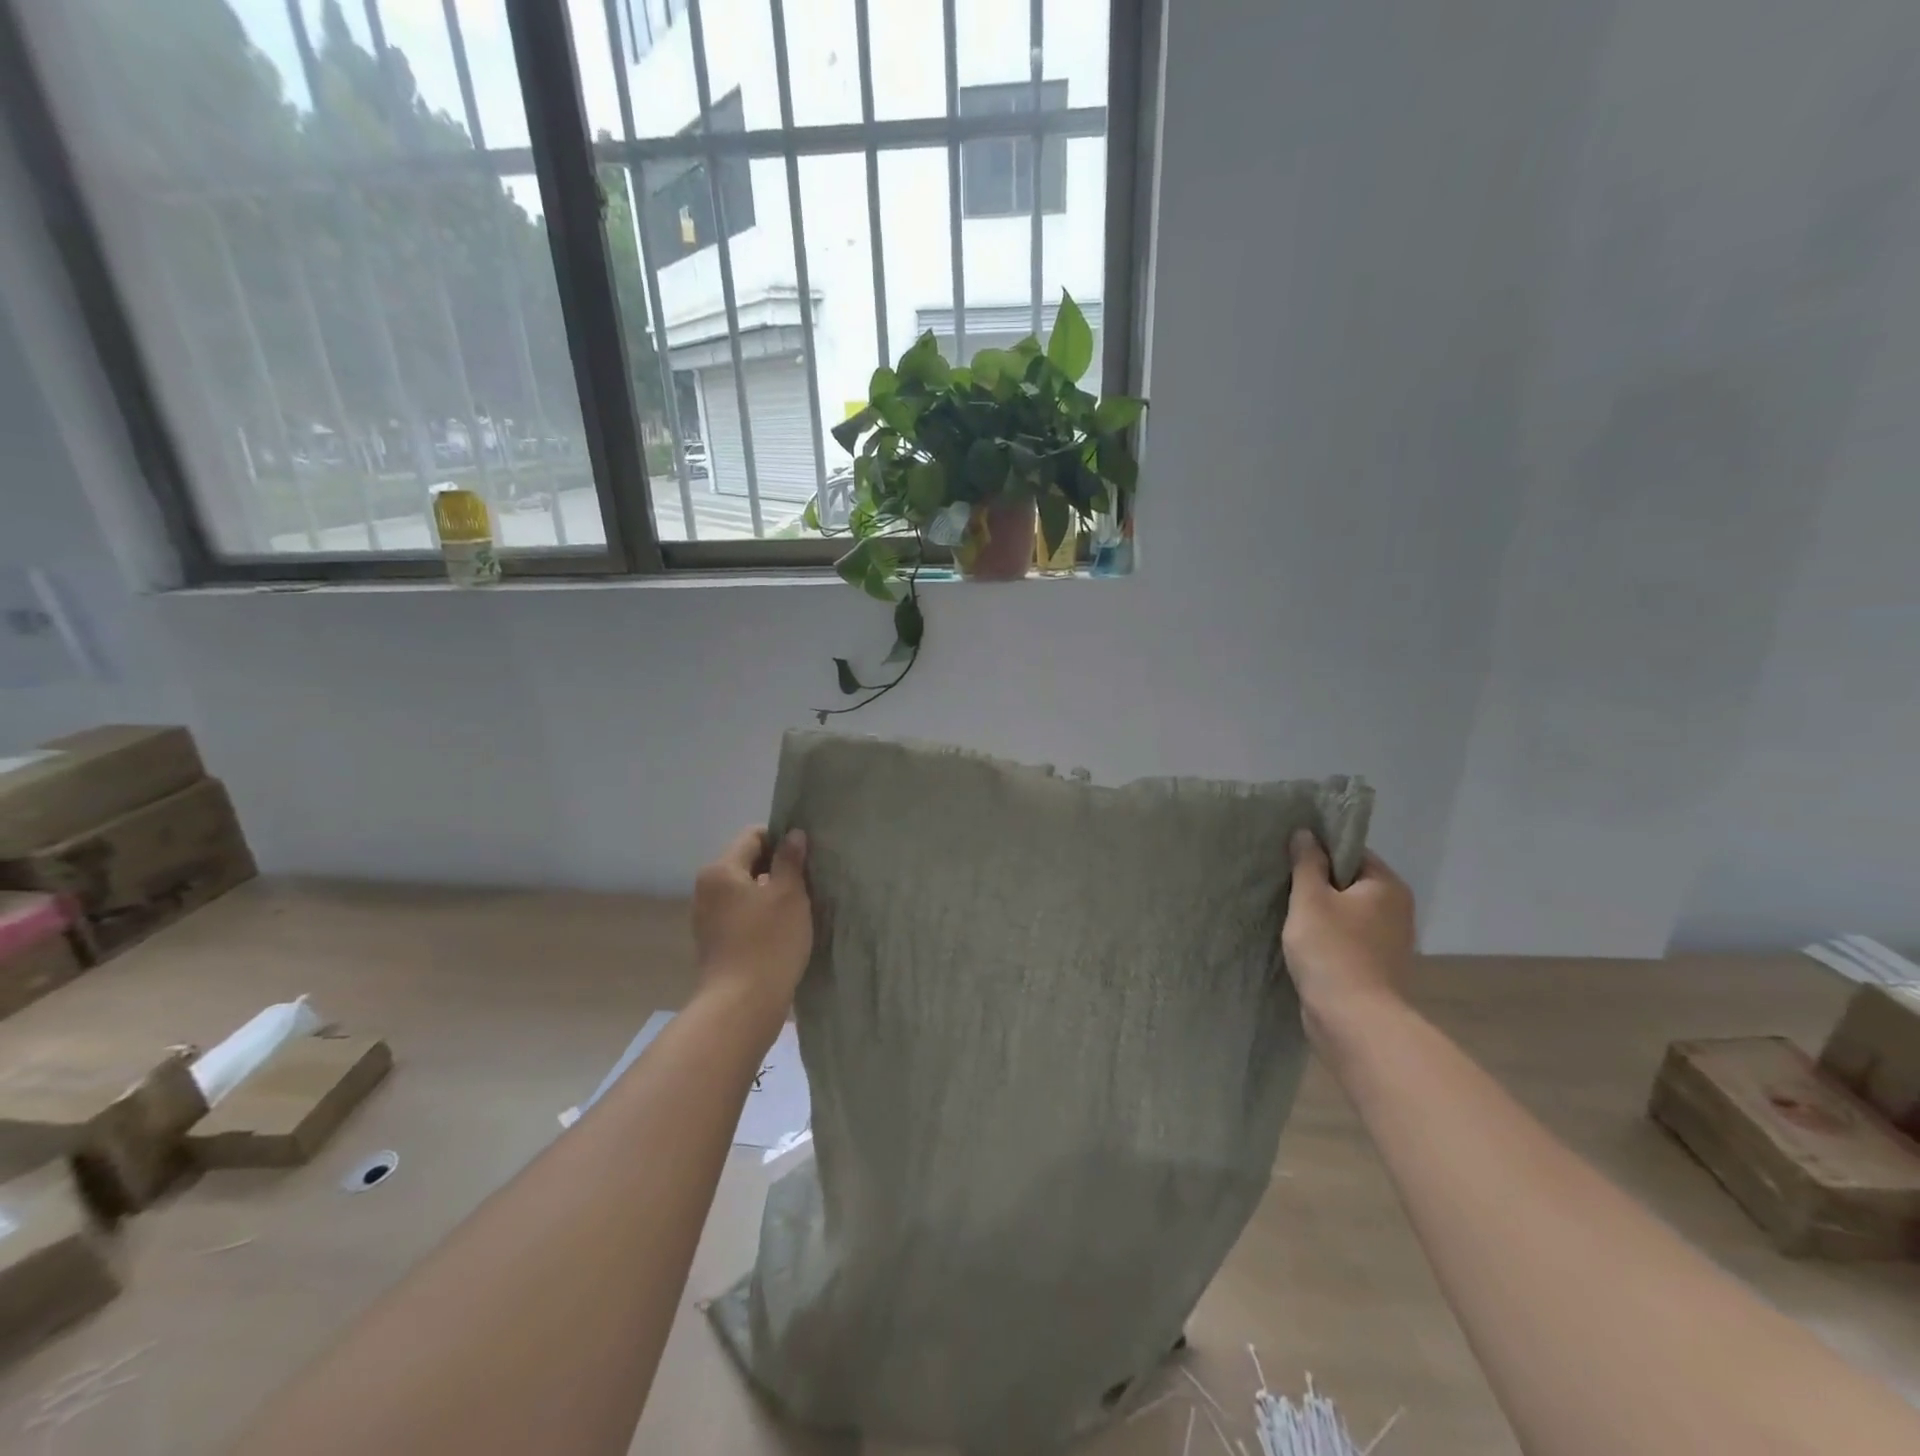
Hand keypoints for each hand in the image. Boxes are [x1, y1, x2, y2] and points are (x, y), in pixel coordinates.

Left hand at [692, 826, 812, 1019]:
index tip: (806, 858)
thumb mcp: (789, 895)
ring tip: (799, 908)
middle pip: (748, 863)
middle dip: (778, 869)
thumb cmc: (769, 942)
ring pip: (745, 891)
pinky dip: (760, 916)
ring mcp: (707, 918)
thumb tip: (793, 834)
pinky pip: (741, 915)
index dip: (782, 840)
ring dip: (771, 894)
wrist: (742, 1006)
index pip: (754, 836)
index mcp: (721, 870)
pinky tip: (782, 931)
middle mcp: (707, 889)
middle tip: (808, 883)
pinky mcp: (715, 943)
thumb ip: (791, 860)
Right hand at [1282, 831, 1415, 1035]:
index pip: (1352, 852)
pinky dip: (1327, 937)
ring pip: (1347, 913)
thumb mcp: (1310, 899)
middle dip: (1317, 884)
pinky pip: (1347, 938)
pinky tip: (1302, 942)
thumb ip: (1306, 863)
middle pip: (1349, 883)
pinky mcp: (1377, 967)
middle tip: (1282, 884)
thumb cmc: (1332, 951)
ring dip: (1320, 913)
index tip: (1289, 858)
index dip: (1319, 852)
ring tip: (1286, 913)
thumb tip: (1305, 833)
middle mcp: (1397, 910)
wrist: (1353, 1020)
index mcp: (1387, 886)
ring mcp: (1389, 941)